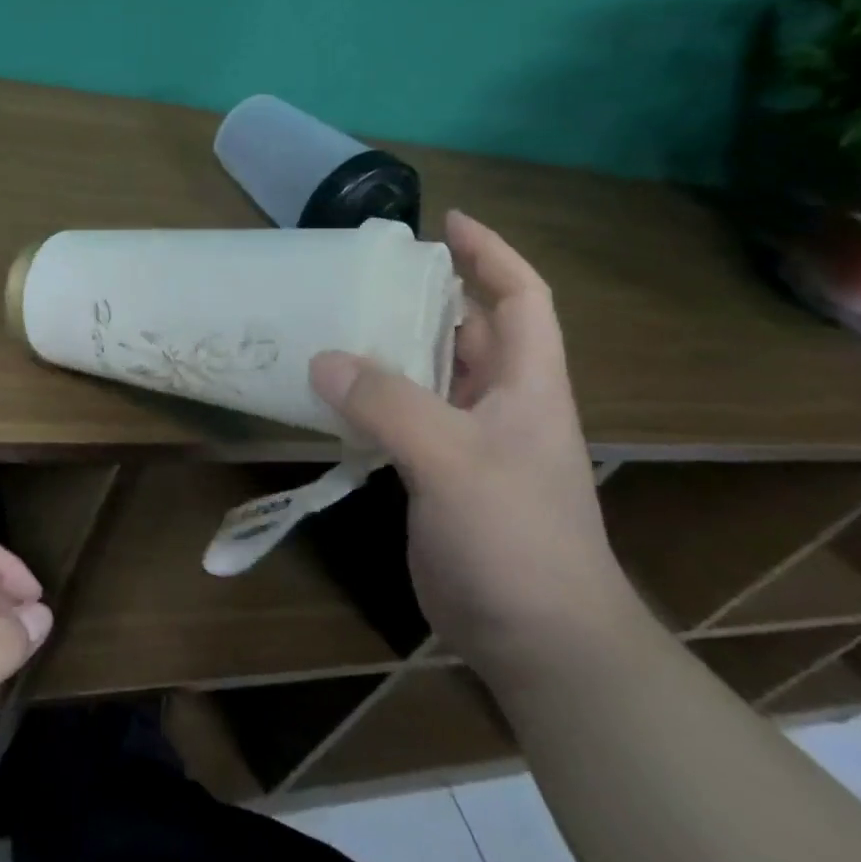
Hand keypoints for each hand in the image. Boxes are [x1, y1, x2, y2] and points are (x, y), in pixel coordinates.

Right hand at [310, 210, 636, 685]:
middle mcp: (500, 403)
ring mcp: (468, 441)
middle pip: (465, 330)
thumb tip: (322, 359)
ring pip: (427, 374)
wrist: (538, 641)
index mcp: (526, 383)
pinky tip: (329, 392)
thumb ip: (388, 404)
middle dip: (424, 295)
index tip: (447, 220)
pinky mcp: (437, 474)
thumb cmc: (515, 538)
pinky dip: (369, 397)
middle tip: (366, 272)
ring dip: (388, 347)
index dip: (491, 253)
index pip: (520, 297)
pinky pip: (400, 416)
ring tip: (335, 320)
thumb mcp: (453, 460)